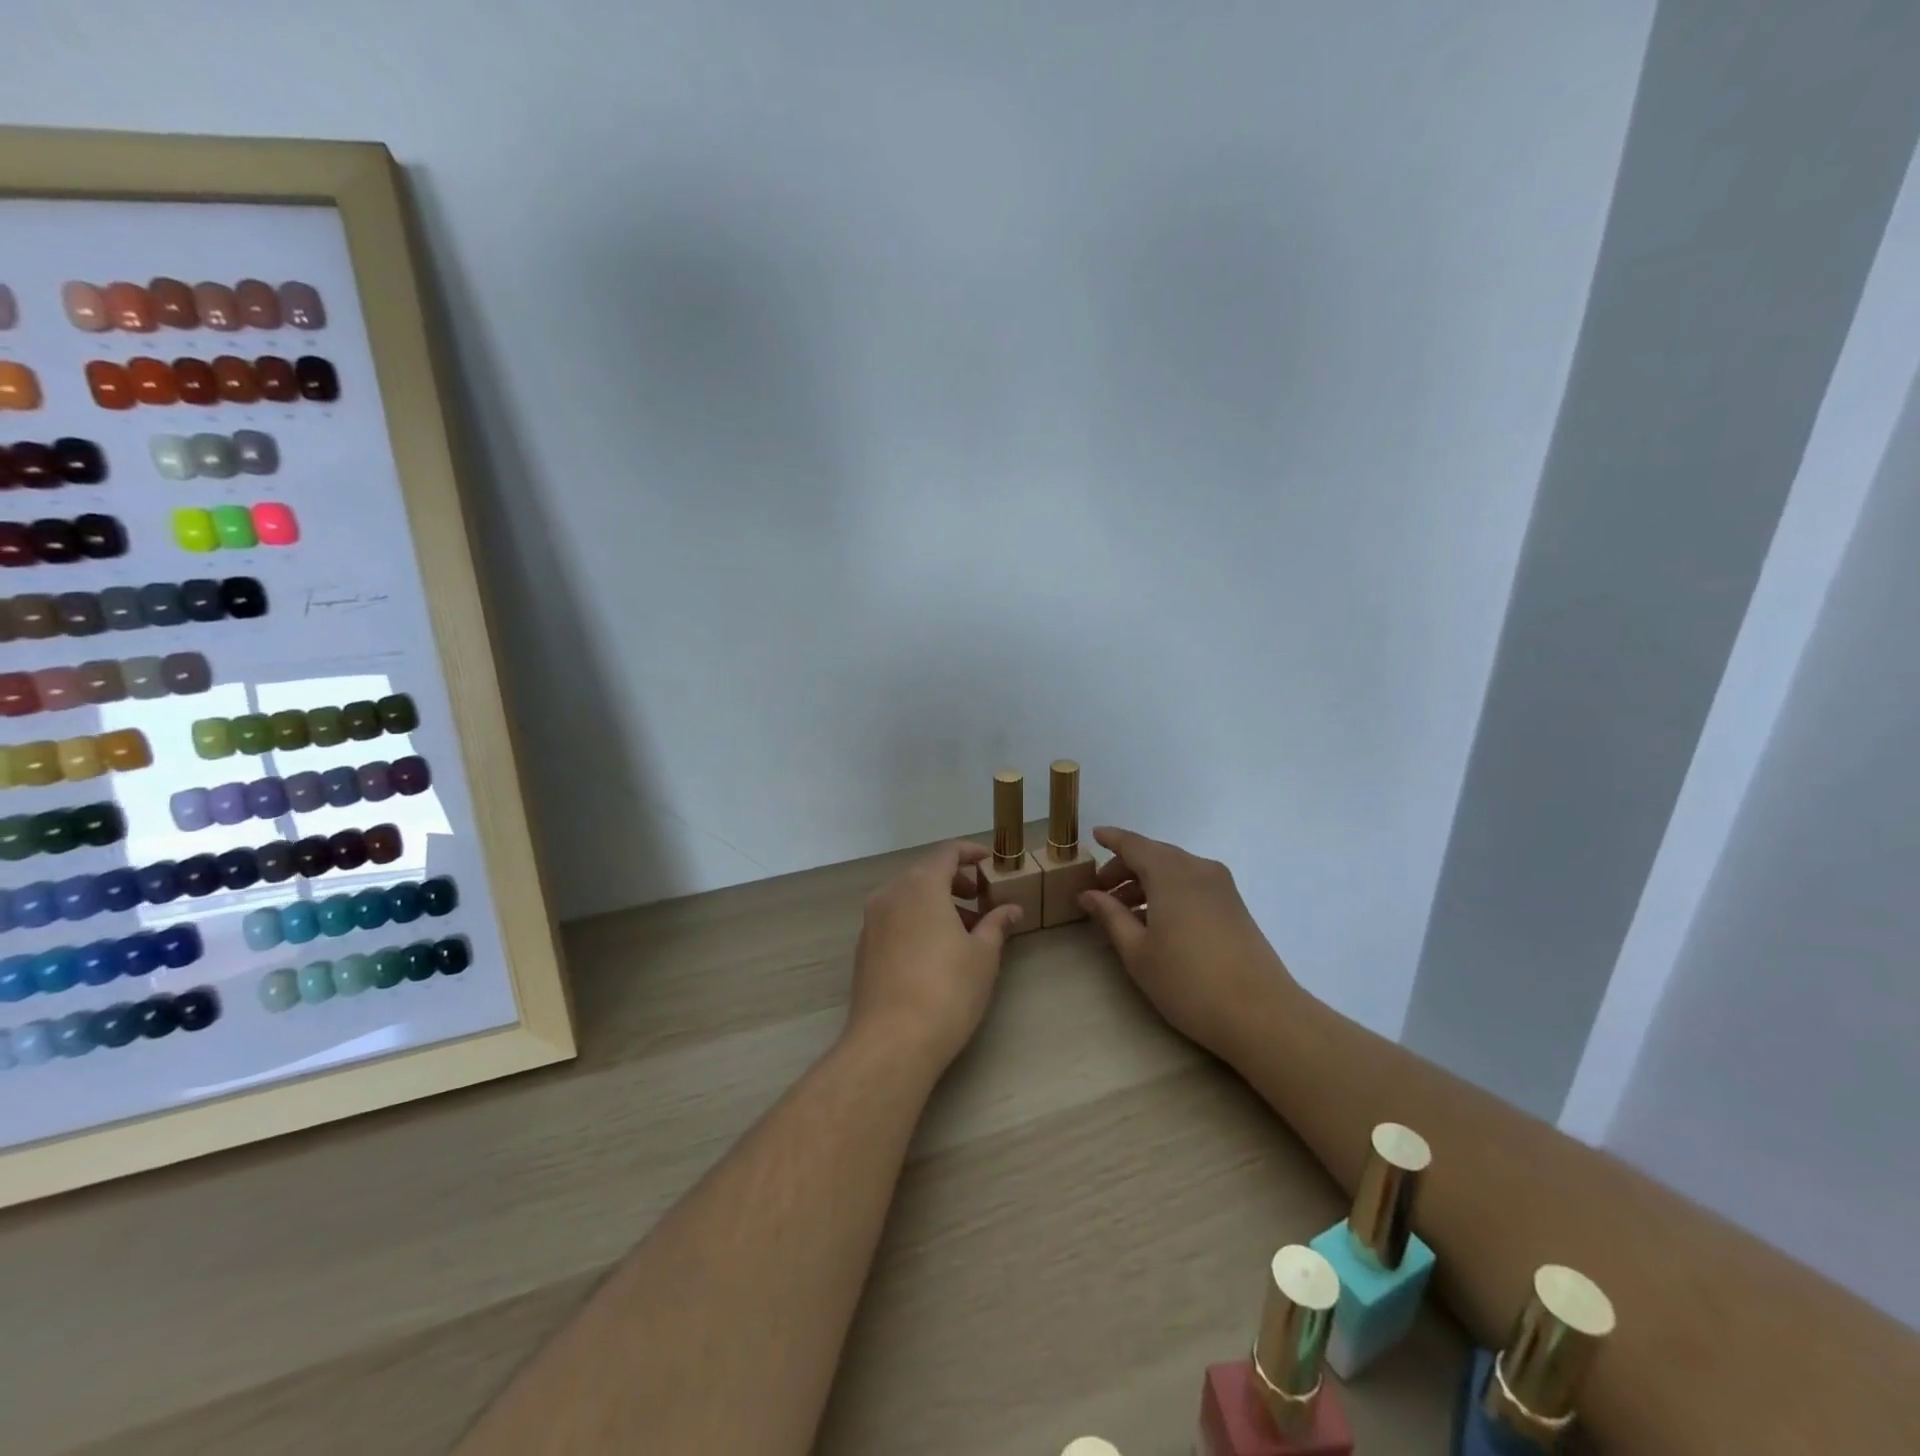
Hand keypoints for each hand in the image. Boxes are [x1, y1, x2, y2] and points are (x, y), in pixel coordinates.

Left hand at [847, 840, 1023, 1073]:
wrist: (891, 1042)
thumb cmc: (947, 990)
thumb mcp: (983, 955)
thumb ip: (996, 924)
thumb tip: (1011, 909)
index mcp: (920, 885)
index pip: (947, 852)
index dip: (971, 853)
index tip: (990, 863)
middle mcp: (891, 894)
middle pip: (925, 873)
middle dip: (956, 881)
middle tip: (982, 900)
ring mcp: (872, 922)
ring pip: (908, 898)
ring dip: (937, 903)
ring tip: (966, 931)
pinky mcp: (864, 948)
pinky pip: (895, 919)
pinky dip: (917, 921)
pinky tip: (936, 951)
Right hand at [1079, 826, 1297, 1063]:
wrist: (1261, 1014)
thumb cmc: (1188, 981)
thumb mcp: (1138, 951)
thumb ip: (1110, 915)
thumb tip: (1088, 894)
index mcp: (1171, 873)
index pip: (1134, 844)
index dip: (1112, 839)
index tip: (1094, 835)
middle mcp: (1198, 869)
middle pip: (1155, 855)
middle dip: (1125, 868)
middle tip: (1100, 892)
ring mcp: (1221, 886)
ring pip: (1174, 870)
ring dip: (1146, 882)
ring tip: (1123, 913)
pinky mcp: (1234, 905)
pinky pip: (1192, 884)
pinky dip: (1168, 892)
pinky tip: (1155, 922)